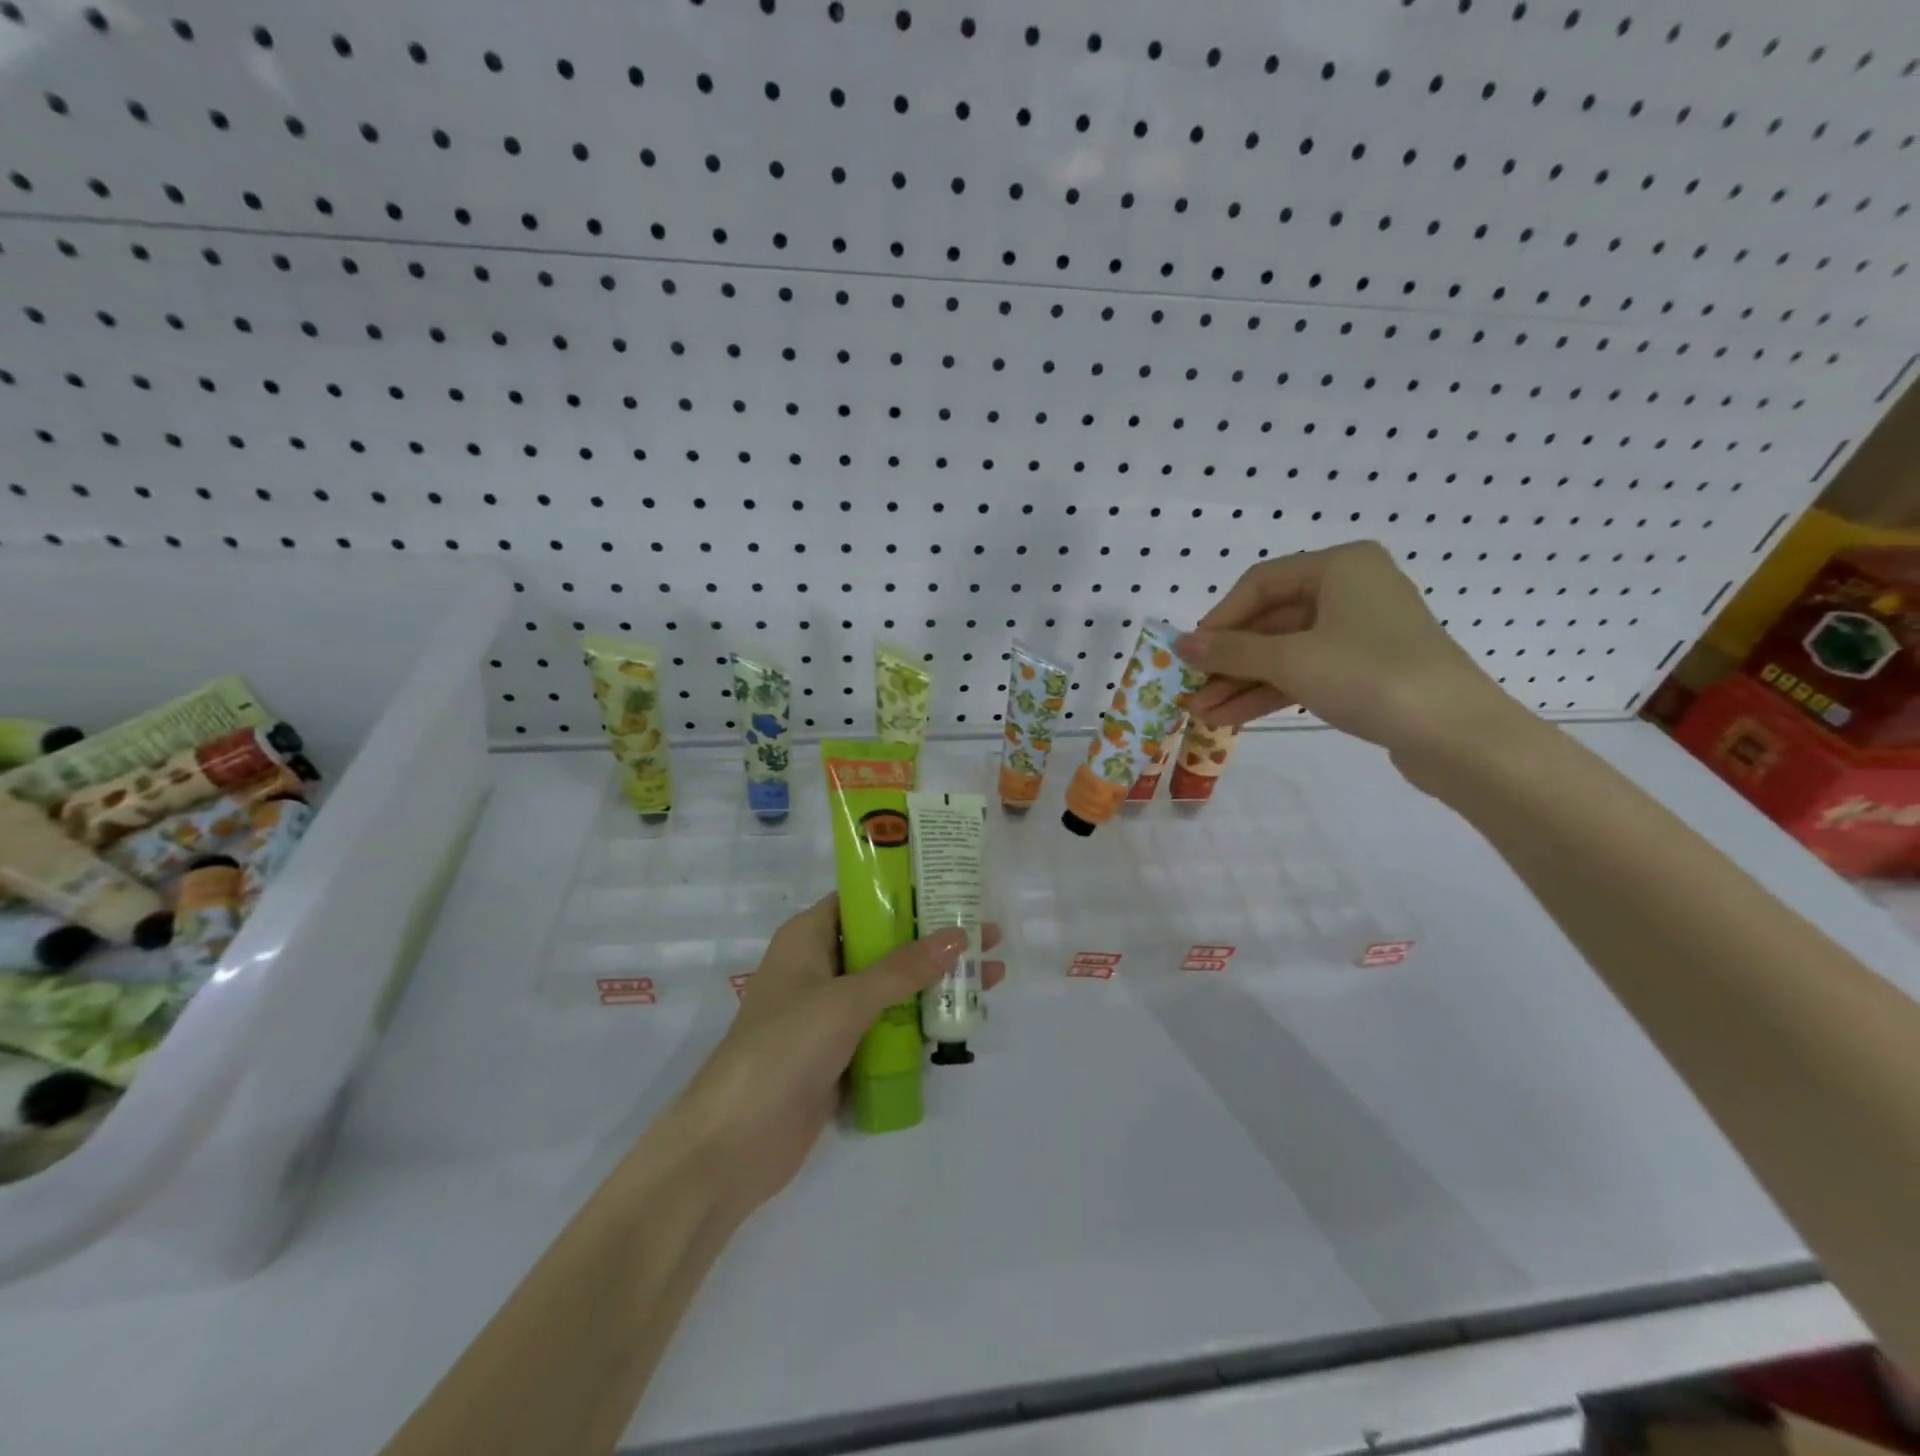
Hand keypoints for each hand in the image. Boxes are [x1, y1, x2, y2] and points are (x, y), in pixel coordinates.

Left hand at [672, 895, 1002, 1219]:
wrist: (734, 1144)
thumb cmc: (784, 1048)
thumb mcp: (846, 1000)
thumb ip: (903, 969)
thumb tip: (959, 935)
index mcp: (808, 937)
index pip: (862, 899)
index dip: (906, 890)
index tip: (955, 887)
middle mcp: (820, 967)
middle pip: (885, 943)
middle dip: (935, 940)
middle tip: (989, 936)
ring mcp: (831, 1013)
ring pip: (892, 986)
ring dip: (936, 982)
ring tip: (992, 975)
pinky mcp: (842, 1052)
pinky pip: (889, 1026)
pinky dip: (921, 1020)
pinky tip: (963, 1018)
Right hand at [1178, 540, 1518, 761]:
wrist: (1457, 735)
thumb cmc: (1371, 676)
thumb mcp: (1291, 660)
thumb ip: (1231, 651)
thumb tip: (1179, 643)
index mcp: (1341, 566)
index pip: (1260, 583)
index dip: (1219, 619)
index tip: (1190, 654)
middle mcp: (1351, 590)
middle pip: (1271, 620)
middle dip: (1229, 661)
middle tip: (1191, 691)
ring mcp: (1361, 632)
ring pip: (1286, 652)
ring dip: (1243, 682)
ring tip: (1203, 713)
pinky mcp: (1366, 670)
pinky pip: (1306, 672)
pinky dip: (1271, 692)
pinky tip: (1233, 718)